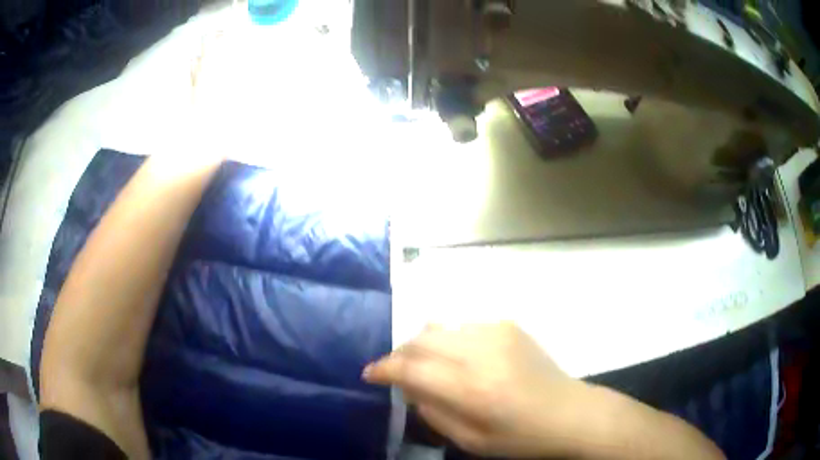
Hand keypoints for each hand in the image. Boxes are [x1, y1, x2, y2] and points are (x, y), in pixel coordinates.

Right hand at [363, 323, 589, 457]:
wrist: (569, 412)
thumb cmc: (519, 438)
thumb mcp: (469, 440)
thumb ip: (432, 411)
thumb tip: (408, 386)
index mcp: (470, 389)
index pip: (410, 367)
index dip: (384, 368)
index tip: (370, 374)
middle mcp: (480, 352)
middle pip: (420, 339)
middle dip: (400, 354)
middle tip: (397, 371)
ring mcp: (496, 332)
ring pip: (439, 328)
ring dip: (424, 345)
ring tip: (427, 365)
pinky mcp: (508, 325)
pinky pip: (463, 327)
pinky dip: (451, 341)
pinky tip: (461, 359)